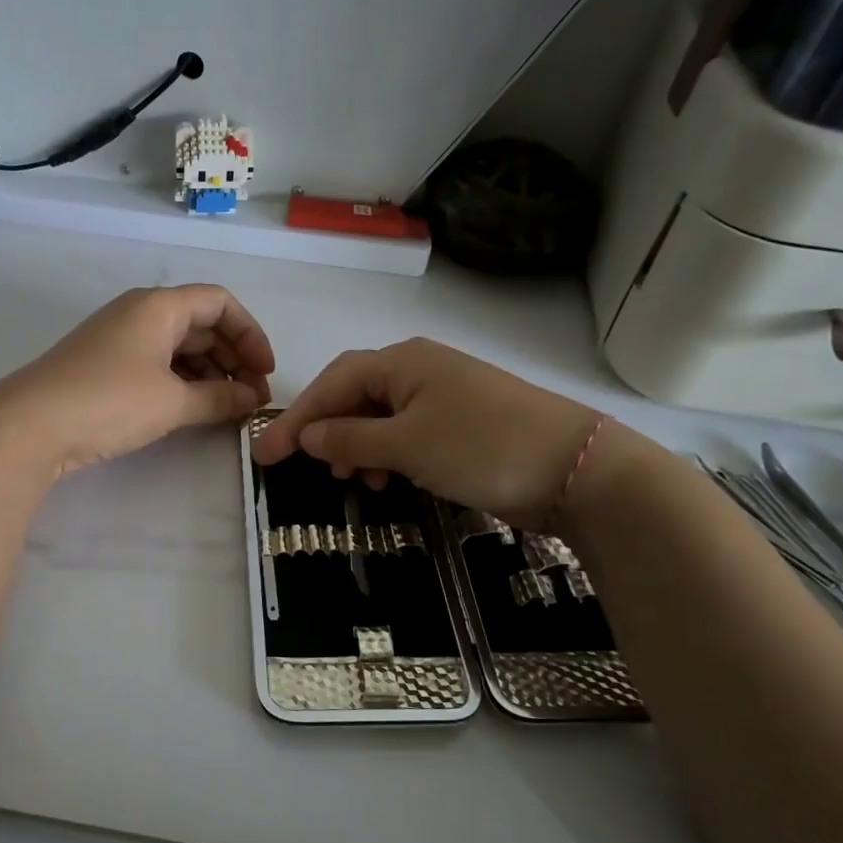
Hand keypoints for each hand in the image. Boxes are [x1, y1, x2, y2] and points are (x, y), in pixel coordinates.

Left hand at [0, 285, 274, 477]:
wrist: (28, 426)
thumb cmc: (109, 402)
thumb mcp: (173, 402)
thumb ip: (220, 399)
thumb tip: (253, 400)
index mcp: (159, 306)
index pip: (220, 302)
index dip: (251, 334)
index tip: (265, 372)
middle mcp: (140, 313)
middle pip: (202, 324)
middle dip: (234, 358)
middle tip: (253, 398)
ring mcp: (119, 339)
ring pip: (180, 347)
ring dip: (210, 374)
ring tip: (228, 409)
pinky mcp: (104, 366)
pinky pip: (157, 365)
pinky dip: (182, 383)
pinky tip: (194, 410)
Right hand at [250, 338, 606, 529]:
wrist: (576, 468)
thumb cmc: (482, 446)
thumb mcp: (407, 444)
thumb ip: (351, 439)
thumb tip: (308, 436)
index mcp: (403, 362)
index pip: (334, 383)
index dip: (297, 417)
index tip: (266, 453)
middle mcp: (420, 371)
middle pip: (354, 396)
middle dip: (326, 430)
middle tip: (301, 467)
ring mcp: (444, 397)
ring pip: (380, 417)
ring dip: (356, 446)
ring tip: (349, 480)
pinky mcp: (462, 425)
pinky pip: (407, 434)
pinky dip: (387, 455)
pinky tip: (385, 479)